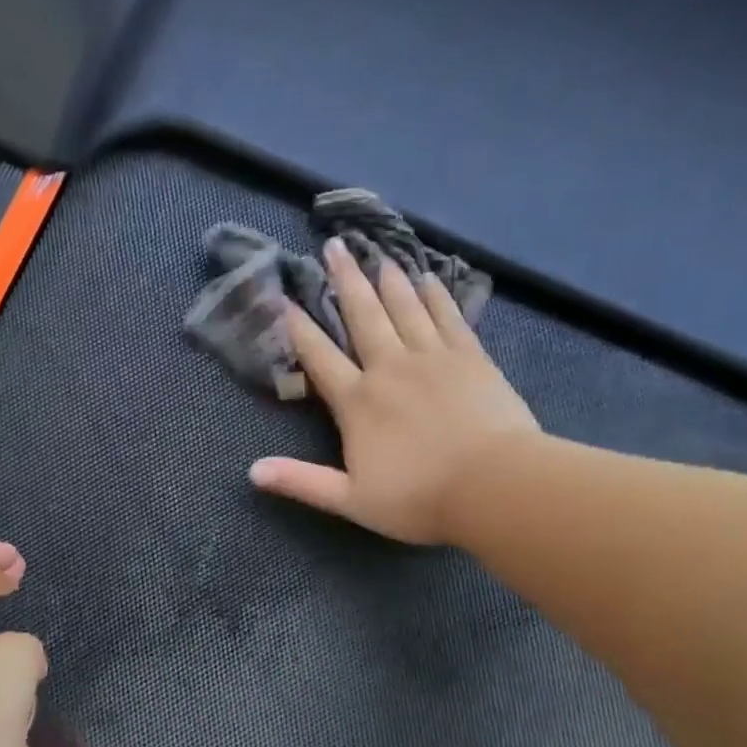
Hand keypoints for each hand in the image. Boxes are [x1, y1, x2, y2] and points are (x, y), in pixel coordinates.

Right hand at [249, 236, 539, 544]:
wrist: (494, 487)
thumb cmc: (419, 498)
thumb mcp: (351, 500)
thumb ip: (301, 482)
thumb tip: (252, 471)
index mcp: (357, 402)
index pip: (319, 357)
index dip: (298, 327)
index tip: (284, 298)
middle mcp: (390, 368)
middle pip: (363, 316)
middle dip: (346, 281)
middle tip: (334, 246)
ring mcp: (433, 358)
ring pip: (405, 308)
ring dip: (389, 280)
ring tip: (378, 254)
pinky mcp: (471, 357)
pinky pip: (448, 317)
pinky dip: (437, 295)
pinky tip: (429, 277)